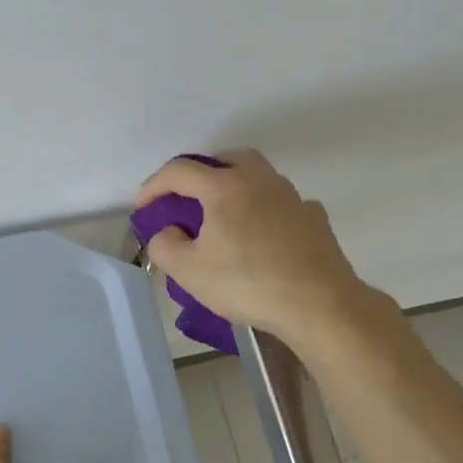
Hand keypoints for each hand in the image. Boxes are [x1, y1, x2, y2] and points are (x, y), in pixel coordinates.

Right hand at [135, 149, 374, 348]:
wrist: (319, 304)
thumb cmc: (247, 283)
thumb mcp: (189, 271)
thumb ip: (165, 245)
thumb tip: (168, 232)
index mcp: (225, 186)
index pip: (180, 171)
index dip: (154, 185)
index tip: (143, 207)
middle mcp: (260, 180)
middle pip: (226, 159)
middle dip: (202, 172)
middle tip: (188, 198)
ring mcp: (292, 197)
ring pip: (259, 176)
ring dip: (236, 187)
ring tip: (225, 217)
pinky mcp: (315, 219)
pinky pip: (282, 203)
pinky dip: (266, 210)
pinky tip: (263, 235)